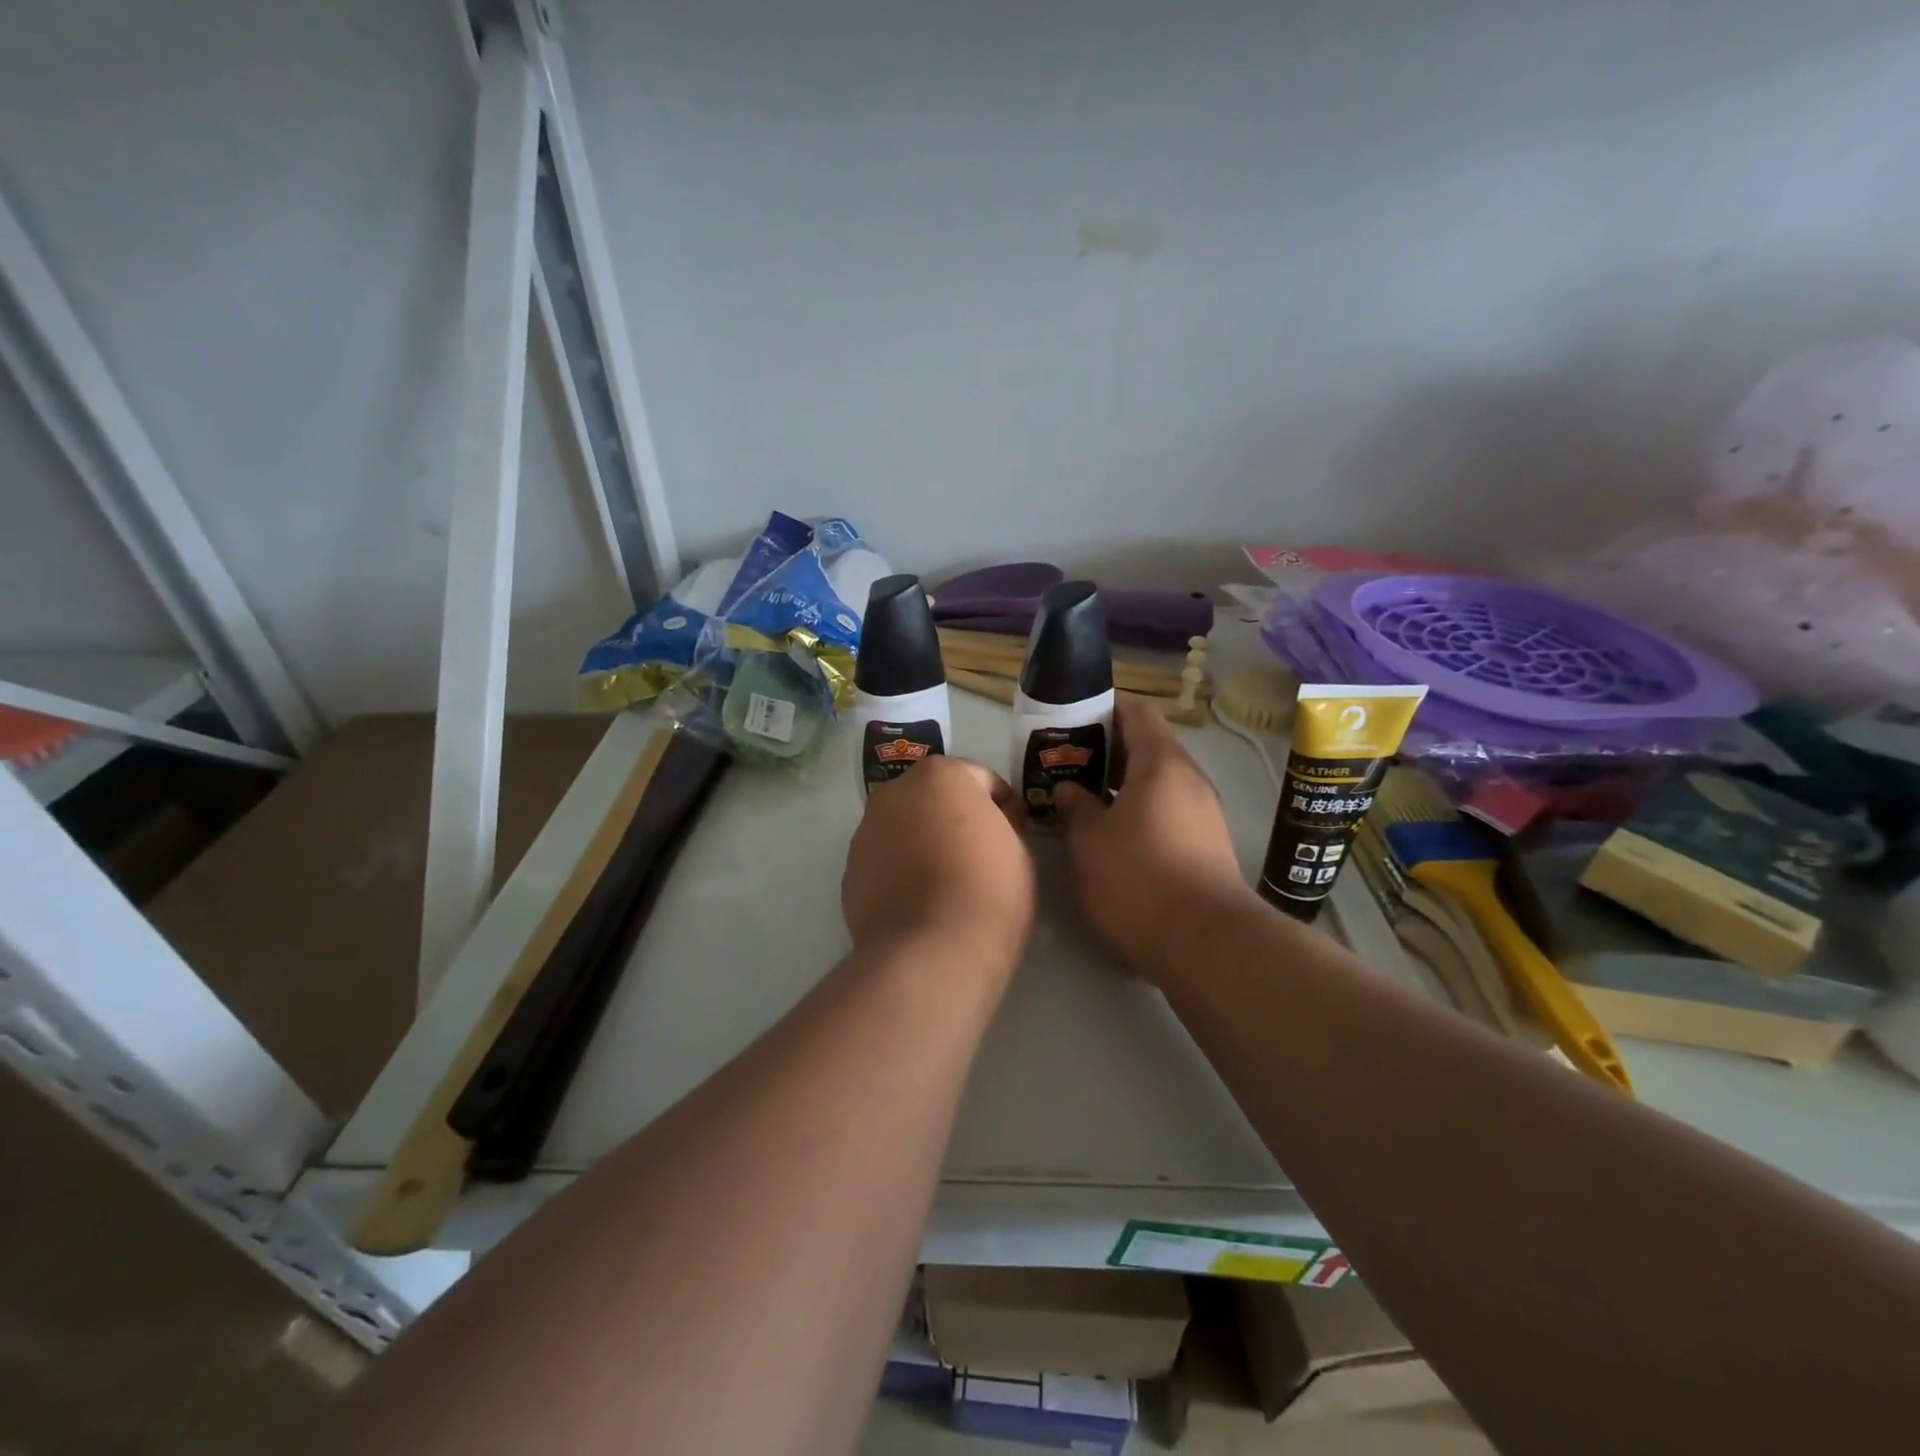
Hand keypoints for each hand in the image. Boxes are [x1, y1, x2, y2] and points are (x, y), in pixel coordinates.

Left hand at [842, 756, 1035, 978]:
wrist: (930, 953)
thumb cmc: (988, 891)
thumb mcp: (1019, 850)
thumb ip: (1004, 823)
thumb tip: (992, 821)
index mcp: (940, 775)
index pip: (981, 780)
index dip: (1002, 807)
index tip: (1013, 835)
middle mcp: (894, 792)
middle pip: (934, 798)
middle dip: (955, 817)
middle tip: (978, 856)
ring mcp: (866, 831)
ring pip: (905, 827)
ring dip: (923, 841)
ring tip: (945, 883)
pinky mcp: (850, 870)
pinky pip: (885, 859)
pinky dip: (901, 870)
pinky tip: (920, 902)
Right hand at [1053, 695, 1255, 979]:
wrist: (1204, 940)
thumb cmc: (1138, 876)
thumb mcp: (1090, 839)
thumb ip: (1075, 806)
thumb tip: (1070, 788)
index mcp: (1161, 763)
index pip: (1137, 712)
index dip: (1105, 708)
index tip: (1074, 718)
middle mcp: (1189, 779)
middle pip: (1148, 746)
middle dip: (1107, 750)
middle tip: (1069, 762)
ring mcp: (1204, 812)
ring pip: (1158, 782)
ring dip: (1122, 784)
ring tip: (1084, 798)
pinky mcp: (1207, 844)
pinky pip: (1168, 809)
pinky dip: (1140, 809)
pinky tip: (1112, 833)